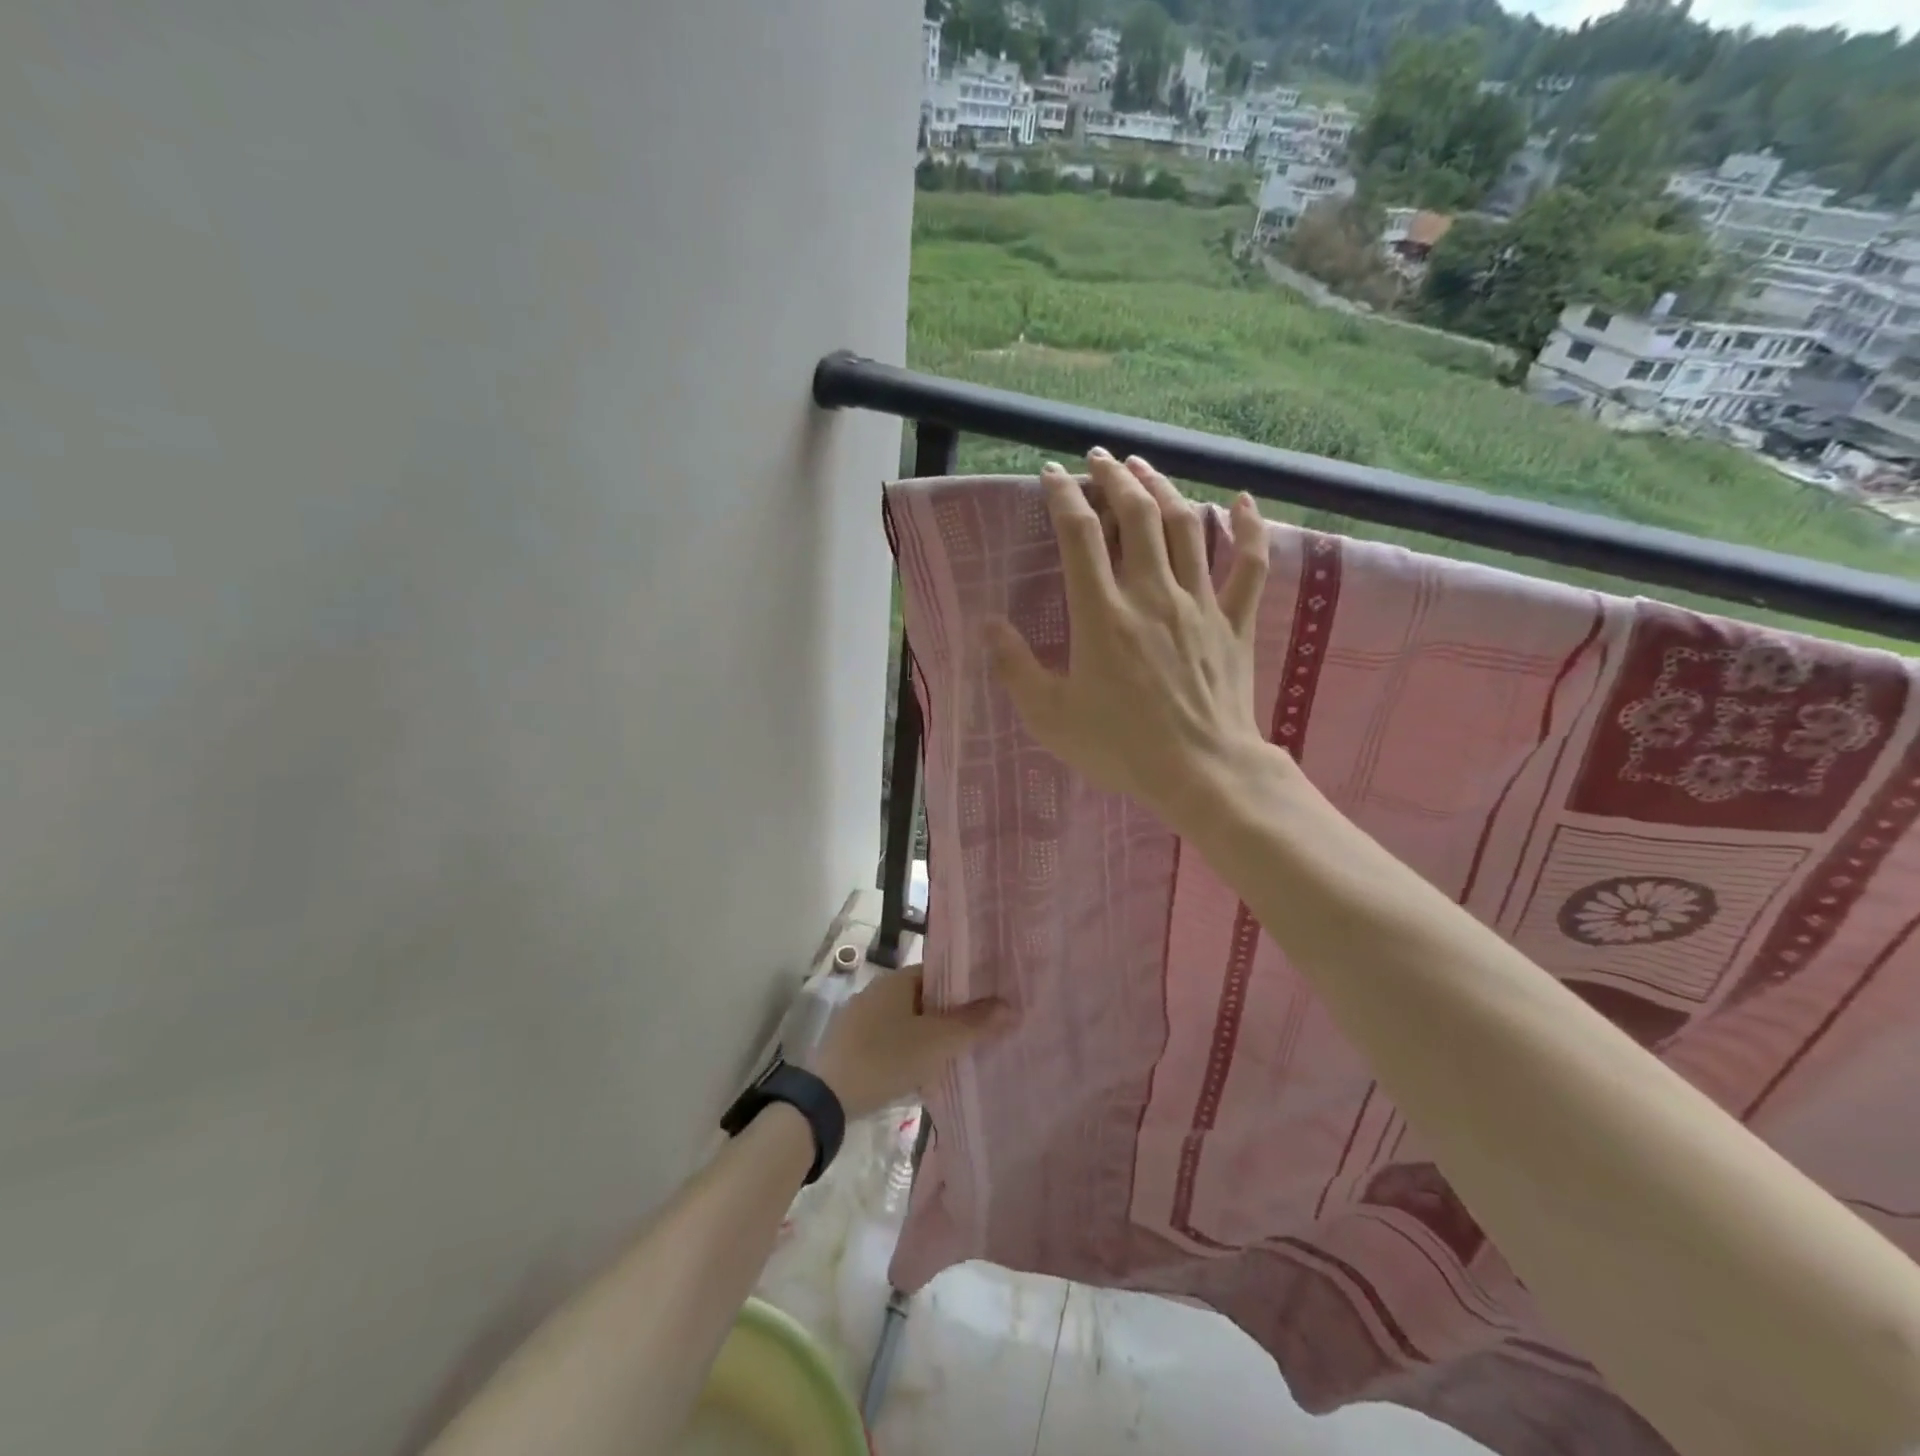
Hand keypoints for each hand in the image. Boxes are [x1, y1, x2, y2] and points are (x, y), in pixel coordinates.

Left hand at [812, 970, 1014, 1121]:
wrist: (826, 1099)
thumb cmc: (886, 1058)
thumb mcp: (937, 1042)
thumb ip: (975, 1024)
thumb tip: (1010, 1006)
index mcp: (897, 980)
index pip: (939, 973)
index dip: (965, 987)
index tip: (990, 1003)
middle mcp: (877, 991)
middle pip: (924, 998)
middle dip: (950, 1014)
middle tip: (979, 1032)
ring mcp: (861, 1018)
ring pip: (908, 1021)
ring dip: (930, 1034)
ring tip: (957, 1053)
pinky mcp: (852, 1045)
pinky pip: (891, 1040)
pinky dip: (909, 1050)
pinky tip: (922, 1070)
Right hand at [985, 449, 1274, 835]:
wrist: (1202, 773)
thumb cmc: (1121, 747)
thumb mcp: (1051, 716)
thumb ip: (1015, 667)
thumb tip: (988, 625)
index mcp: (1102, 614)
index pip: (1080, 535)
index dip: (1063, 496)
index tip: (1051, 474)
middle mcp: (1151, 594)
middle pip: (1136, 514)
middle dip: (1114, 478)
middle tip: (1098, 459)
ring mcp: (1199, 603)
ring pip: (1187, 525)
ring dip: (1164, 488)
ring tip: (1145, 468)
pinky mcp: (1233, 621)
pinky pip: (1248, 564)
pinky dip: (1247, 527)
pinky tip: (1242, 500)